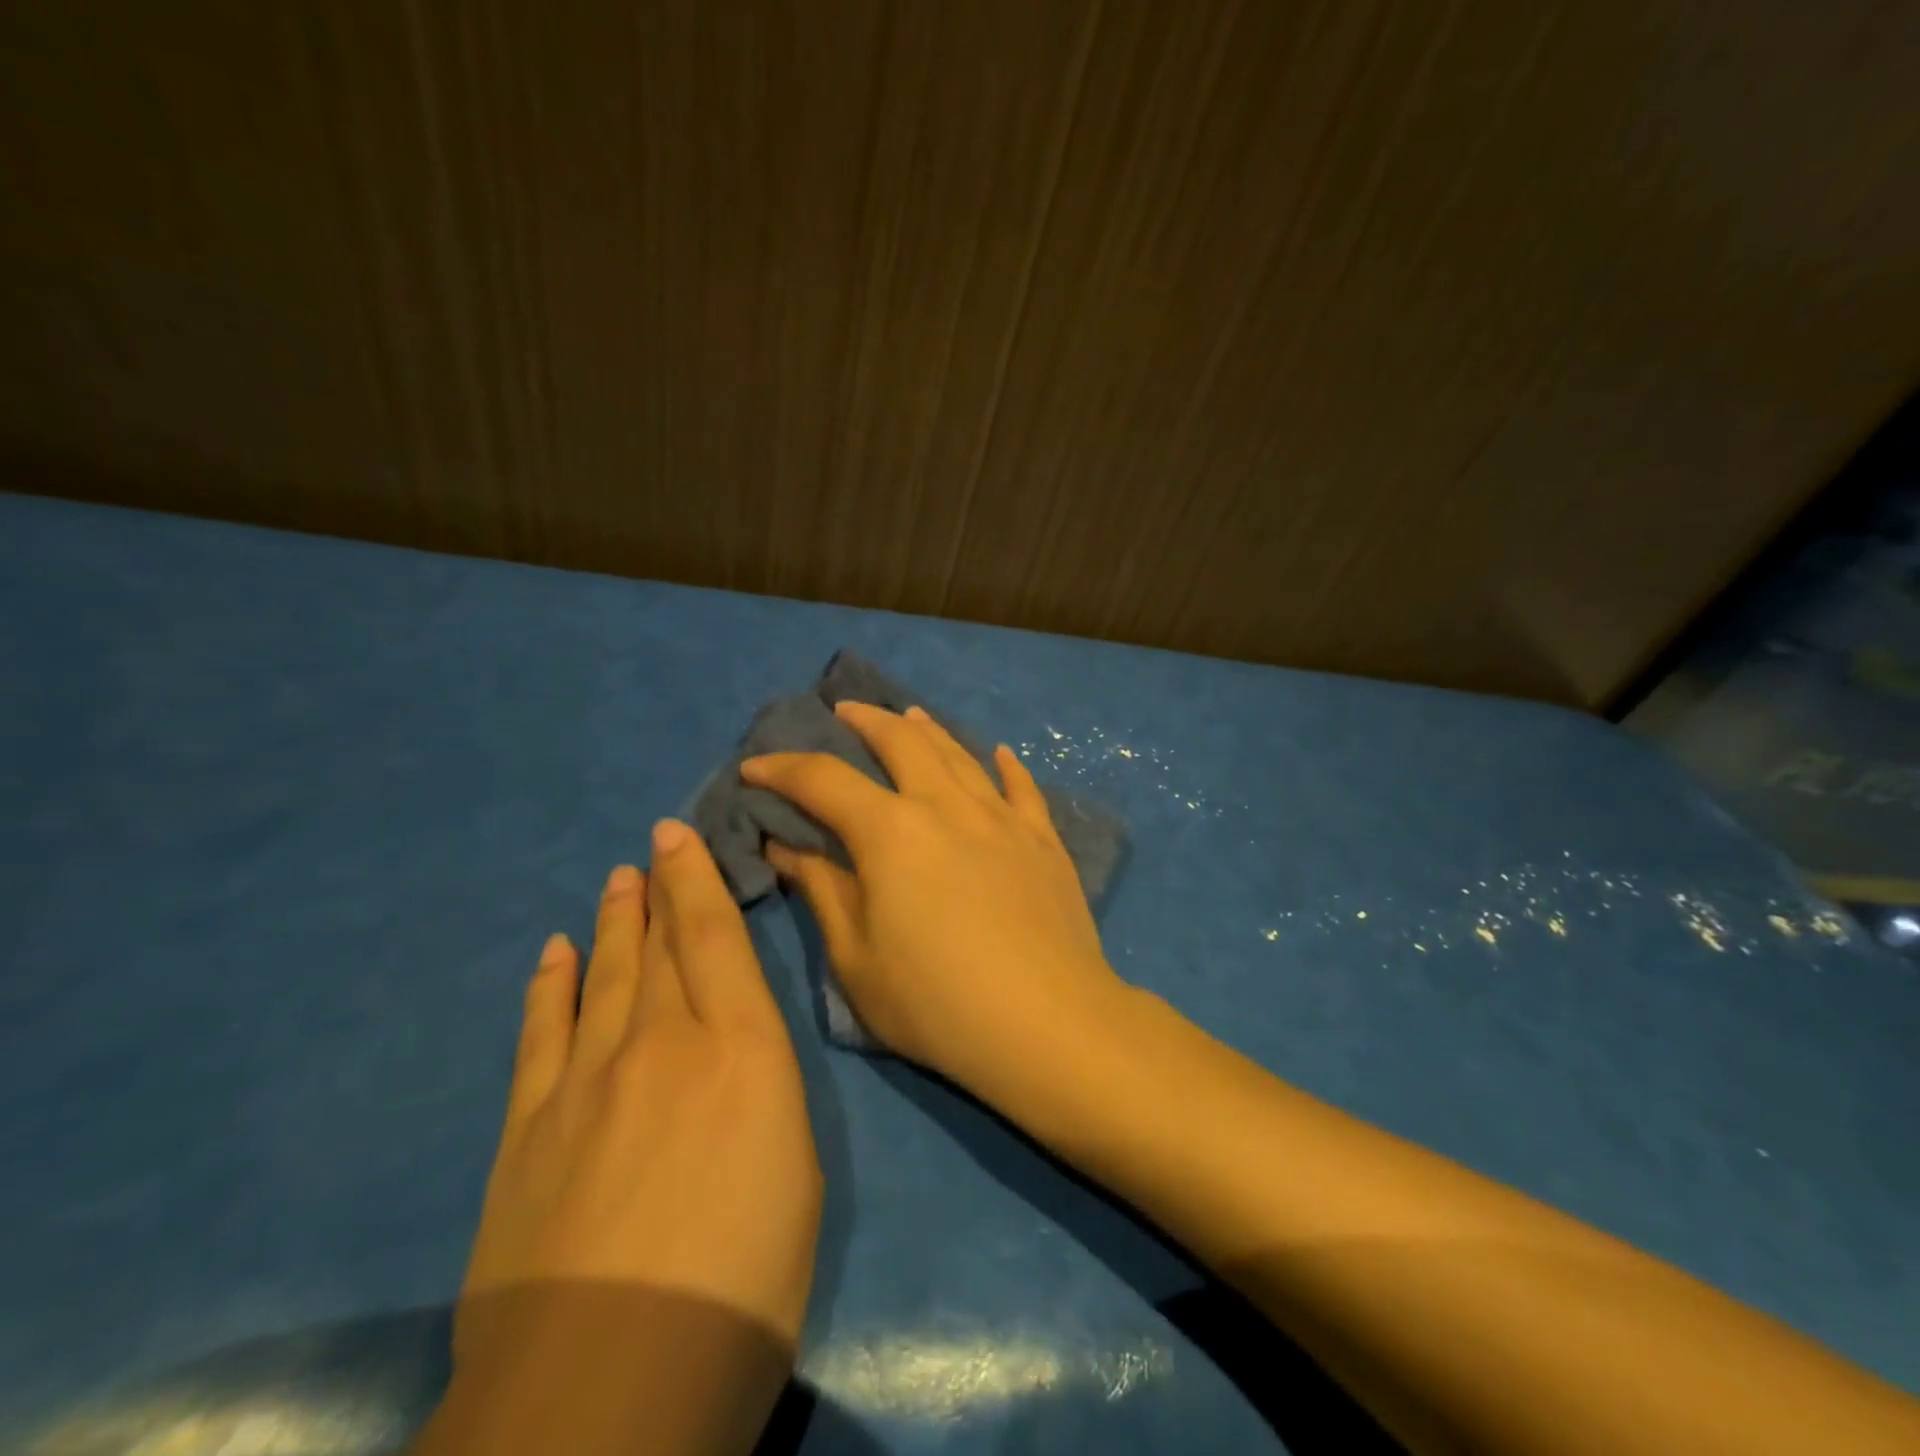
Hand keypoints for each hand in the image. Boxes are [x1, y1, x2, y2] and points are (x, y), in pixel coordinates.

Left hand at [449, 820, 820, 1441]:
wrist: (612, 1381)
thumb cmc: (745, 1279)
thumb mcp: (798, 1170)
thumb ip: (765, 1089)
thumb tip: (739, 1054)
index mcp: (741, 1049)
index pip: (716, 938)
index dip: (697, 878)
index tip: (680, 835)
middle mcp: (663, 1041)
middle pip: (659, 945)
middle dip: (656, 888)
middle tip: (650, 845)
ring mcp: (587, 1079)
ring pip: (604, 975)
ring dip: (611, 924)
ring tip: (614, 881)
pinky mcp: (529, 1127)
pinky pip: (542, 1032)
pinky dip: (550, 986)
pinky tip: (554, 954)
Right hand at [740, 702, 1124, 1094]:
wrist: (1046, 1023)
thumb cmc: (936, 1003)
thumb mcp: (856, 958)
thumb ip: (821, 891)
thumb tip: (786, 845)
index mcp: (890, 831)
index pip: (823, 780)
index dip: (782, 768)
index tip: (754, 766)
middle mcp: (946, 805)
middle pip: (901, 741)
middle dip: (865, 720)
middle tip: (844, 711)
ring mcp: (1001, 817)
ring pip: (959, 753)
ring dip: (927, 729)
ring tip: (910, 714)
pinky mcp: (1043, 839)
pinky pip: (1022, 787)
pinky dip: (1006, 765)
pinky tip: (1000, 753)